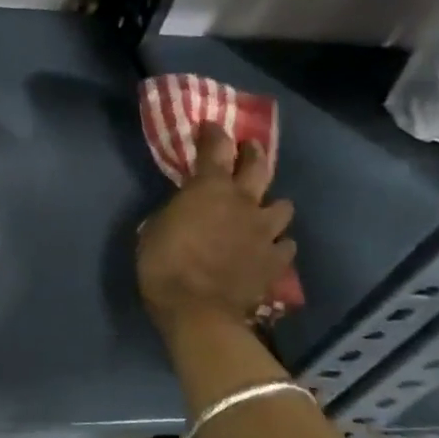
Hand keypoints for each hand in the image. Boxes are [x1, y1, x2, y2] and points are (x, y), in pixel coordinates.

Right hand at [136, 124, 295, 328]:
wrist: (198, 310)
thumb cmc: (163, 265)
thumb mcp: (153, 229)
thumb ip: (175, 212)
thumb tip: (184, 211)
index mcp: (209, 189)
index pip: (215, 148)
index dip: (213, 134)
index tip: (210, 127)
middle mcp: (244, 202)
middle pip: (258, 166)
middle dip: (253, 154)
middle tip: (248, 150)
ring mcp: (265, 231)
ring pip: (282, 206)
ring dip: (271, 204)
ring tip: (263, 210)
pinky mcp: (275, 260)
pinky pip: (285, 244)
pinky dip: (277, 243)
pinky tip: (268, 248)